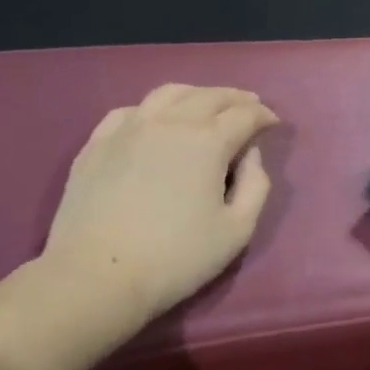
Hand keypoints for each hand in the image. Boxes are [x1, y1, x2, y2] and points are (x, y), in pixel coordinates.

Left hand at [39, 84, 278, 336]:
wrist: (96, 276)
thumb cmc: (176, 258)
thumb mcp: (237, 230)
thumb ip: (255, 185)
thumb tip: (250, 154)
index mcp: (207, 141)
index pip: (245, 114)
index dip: (264, 115)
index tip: (273, 124)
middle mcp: (170, 122)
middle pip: (210, 96)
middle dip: (236, 98)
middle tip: (249, 106)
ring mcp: (128, 128)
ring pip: (169, 94)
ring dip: (196, 94)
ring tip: (206, 105)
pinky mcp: (97, 143)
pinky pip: (130, 111)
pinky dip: (153, 109)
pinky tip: (155, 122)